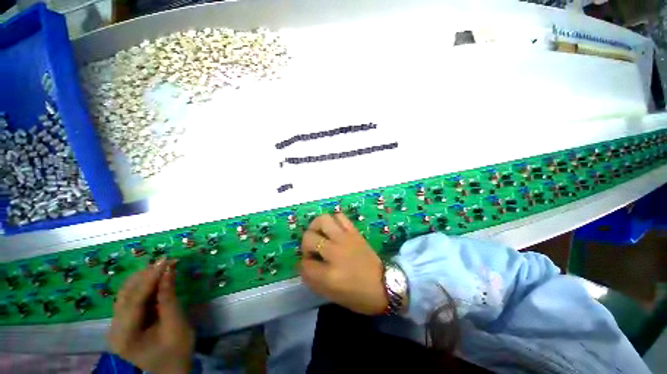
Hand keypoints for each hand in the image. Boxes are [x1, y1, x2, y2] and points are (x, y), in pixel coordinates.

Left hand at [108, 258, 194, 373]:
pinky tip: (157, 278)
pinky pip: (132, 298)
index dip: (150, 278)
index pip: (134, 300)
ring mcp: (118, 325)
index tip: (166, 260)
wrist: (171, 369)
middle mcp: (114, 329)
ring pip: (127, 294)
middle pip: (126, 295)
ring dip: (145, 278)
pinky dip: (145, 286)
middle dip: (146, 275)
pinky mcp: (124, 321)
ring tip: (164, 266)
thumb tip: (168, 271)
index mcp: (124, 337)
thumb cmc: (176, 351)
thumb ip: (169, 299)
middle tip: (167, 261)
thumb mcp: (176, 326)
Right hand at [299, 213, 387, 314]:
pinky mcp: (354, 231)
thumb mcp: (332, 295)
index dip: (303, 265)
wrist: (385, 284)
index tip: (308, 265)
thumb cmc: (359, 295)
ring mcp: (345, 238)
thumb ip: (313, 280)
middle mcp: (334, 252)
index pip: (304, 264)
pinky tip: (332, 229)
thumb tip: (303, 264)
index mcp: (329, 275)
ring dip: (316, 226)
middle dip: (305, 244)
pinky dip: (333, 220)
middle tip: (312, 249)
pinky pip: (340, 217)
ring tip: (319, 234)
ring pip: (322, 220)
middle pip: (308, 238)